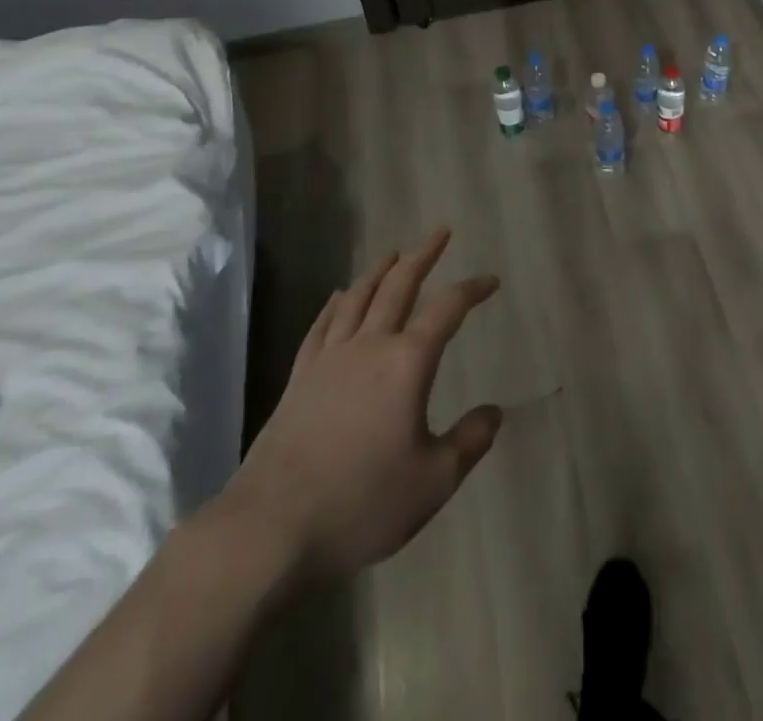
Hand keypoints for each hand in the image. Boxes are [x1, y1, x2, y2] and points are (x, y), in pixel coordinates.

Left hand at [223, 228, 501, 575]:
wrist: (268, 531)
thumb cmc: (360, 504)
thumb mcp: (433, 482)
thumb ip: (469, 442)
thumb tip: (494, 413)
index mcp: (407, 362)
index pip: (448, 309)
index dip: (472, 289)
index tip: (491, 281)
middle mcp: (369, 346)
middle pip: (399, 285)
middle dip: (423, 255)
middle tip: (440, 232)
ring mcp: (328, 360)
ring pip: (357, 298)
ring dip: (379, 270)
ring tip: (393, 253)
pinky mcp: (299, 380)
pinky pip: (320, 327)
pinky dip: (334, 305)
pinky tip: (338, 298)